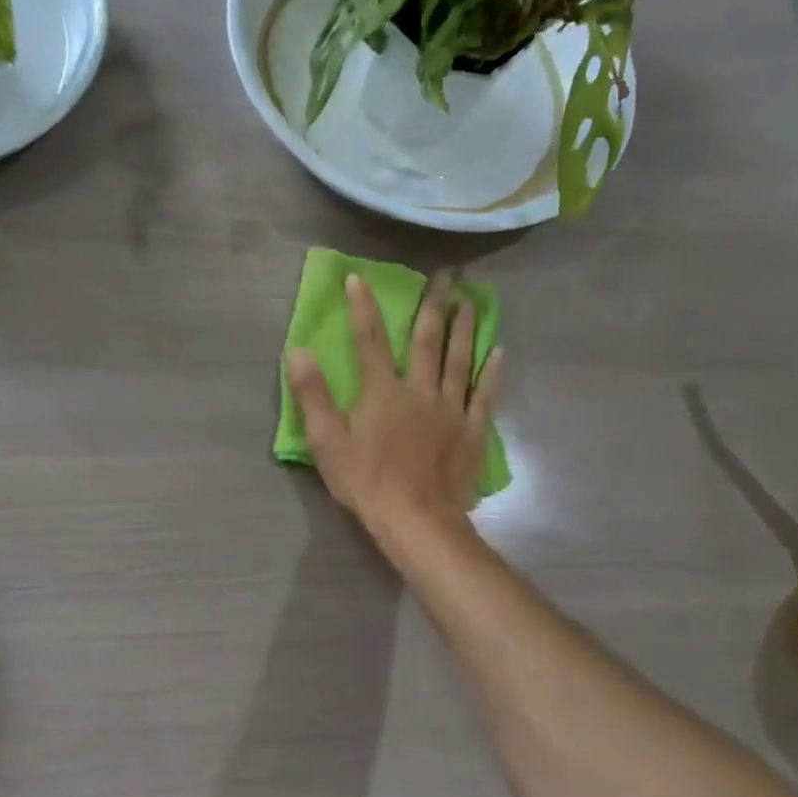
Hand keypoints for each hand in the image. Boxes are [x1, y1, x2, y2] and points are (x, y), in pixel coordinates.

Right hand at [286, 272, 502, 546]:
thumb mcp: (326, 441)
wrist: (416, 520)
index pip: (370, 340)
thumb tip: (298, 351)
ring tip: (471, 301)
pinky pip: (484, 395)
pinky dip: (492, 372)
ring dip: (465, 328)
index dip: (363, 307)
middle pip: (428, 340)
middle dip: (434, 304)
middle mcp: (420, 390)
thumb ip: (312, 394)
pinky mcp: (471, 432)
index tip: (359, 278)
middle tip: (446, 275)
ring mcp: (451, 410)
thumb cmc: (366, 482)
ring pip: (460, 360)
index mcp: (382, 391)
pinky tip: (499, 352)